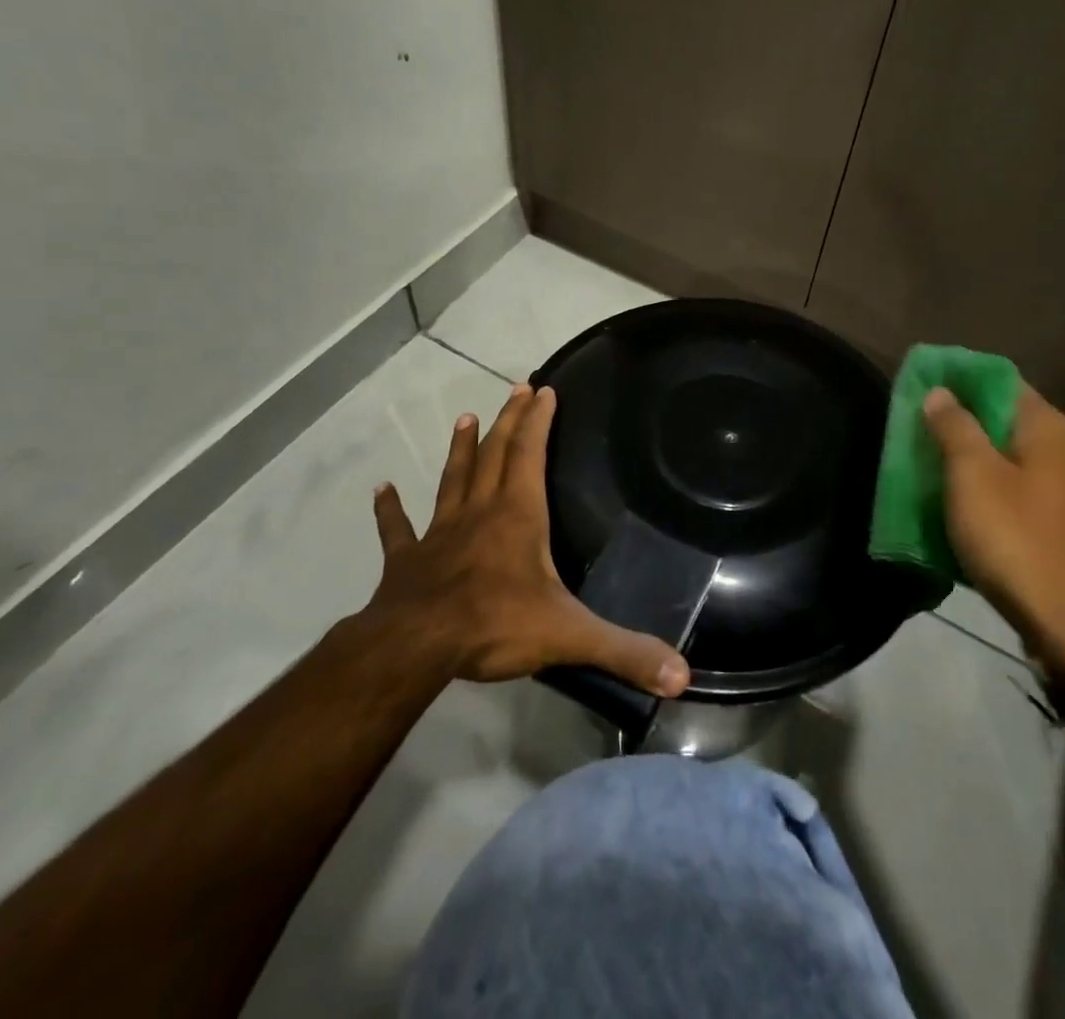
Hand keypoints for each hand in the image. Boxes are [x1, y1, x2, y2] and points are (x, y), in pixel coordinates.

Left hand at [361, 383, 690, 696]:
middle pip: (495, 454)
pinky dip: (390, 510)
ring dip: (461, 449)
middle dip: (509, 420)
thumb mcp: (571, 636)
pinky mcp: (407, 560)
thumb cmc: (495, 626)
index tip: (544, 389)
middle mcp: (480, 512)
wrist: (415, 648)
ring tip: (465, 418)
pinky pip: (398, 529)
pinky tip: (381, 490)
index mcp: (518, 516)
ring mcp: (440, 533)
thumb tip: (683, 676)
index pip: (530, 455)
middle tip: (517, 388)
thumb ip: (625, 652)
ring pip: (453, 480)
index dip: (538, 421)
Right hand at [923, 384, 1064, 669]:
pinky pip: (1019, 492)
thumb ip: (955, 427)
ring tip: (932, 462)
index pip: (1002, 381)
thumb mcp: (973, 477)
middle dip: (963, 421)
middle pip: (1006, 420)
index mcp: (1049, 429)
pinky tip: (963, 502)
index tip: (925, 384)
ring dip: (974, 458)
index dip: (962, 379)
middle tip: (920, 426)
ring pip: (1011, 459)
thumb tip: (941, 391)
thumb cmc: (1016, 538)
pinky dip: (990, 489)